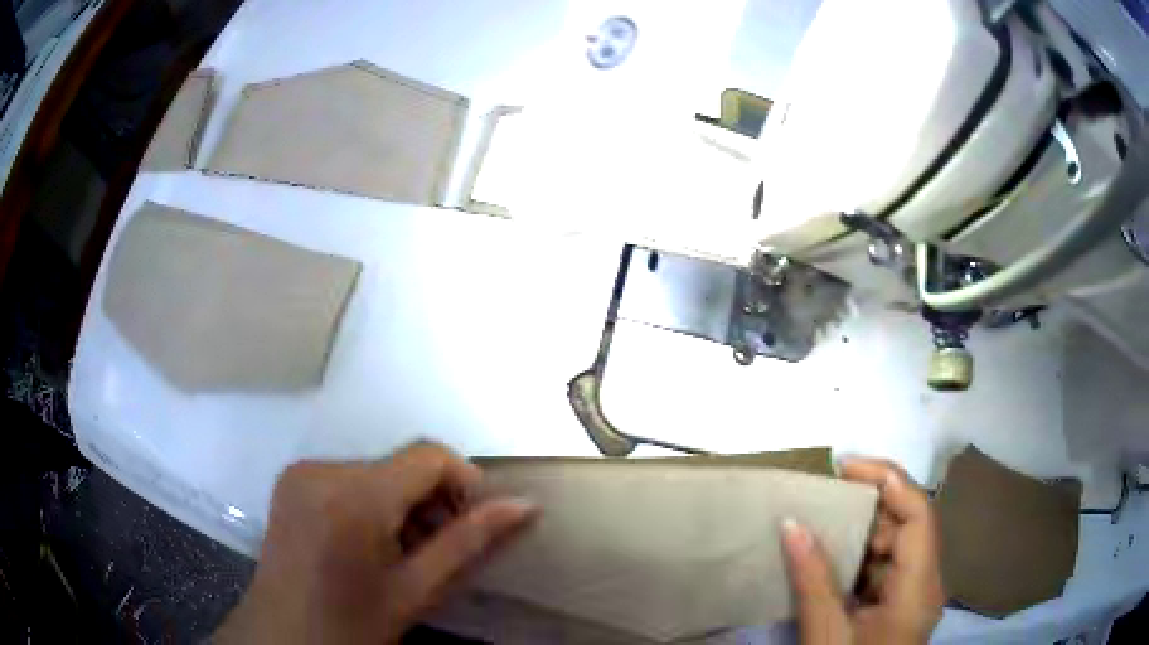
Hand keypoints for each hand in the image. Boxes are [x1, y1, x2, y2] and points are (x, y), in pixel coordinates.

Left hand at [215, 443, 537, 643]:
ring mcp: (300, 471)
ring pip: (375, 470)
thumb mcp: (417, 590)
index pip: (429, 456)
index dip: (464, 483)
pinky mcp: (291, 480)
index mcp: (354, 496)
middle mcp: (322, 468)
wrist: (284, 636)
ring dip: (401, 503)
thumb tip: (526, 506)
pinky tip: (368, 543)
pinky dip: (370, 501)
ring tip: (402, 553)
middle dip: (430, 501)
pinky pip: (347, 476)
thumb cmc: (352, 624)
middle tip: (437, 551)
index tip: (474, 525)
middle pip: (400, 464)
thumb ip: (470, 542)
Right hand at [782, 457, 943, 644]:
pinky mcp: (898, 603)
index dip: (888, 479)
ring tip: (820, 521)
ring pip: (894, 543)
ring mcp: (913, 592)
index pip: (918, 513)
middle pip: (908, 523)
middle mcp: (926, 580)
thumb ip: (812, 579)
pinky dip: (858, 555)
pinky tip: (829, 556)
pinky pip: (883, 565)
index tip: (843, 465)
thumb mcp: (827, 633)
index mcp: (920, 586)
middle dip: (868, 503)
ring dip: (860, 529)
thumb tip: (791, 522)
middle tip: (823, 493)